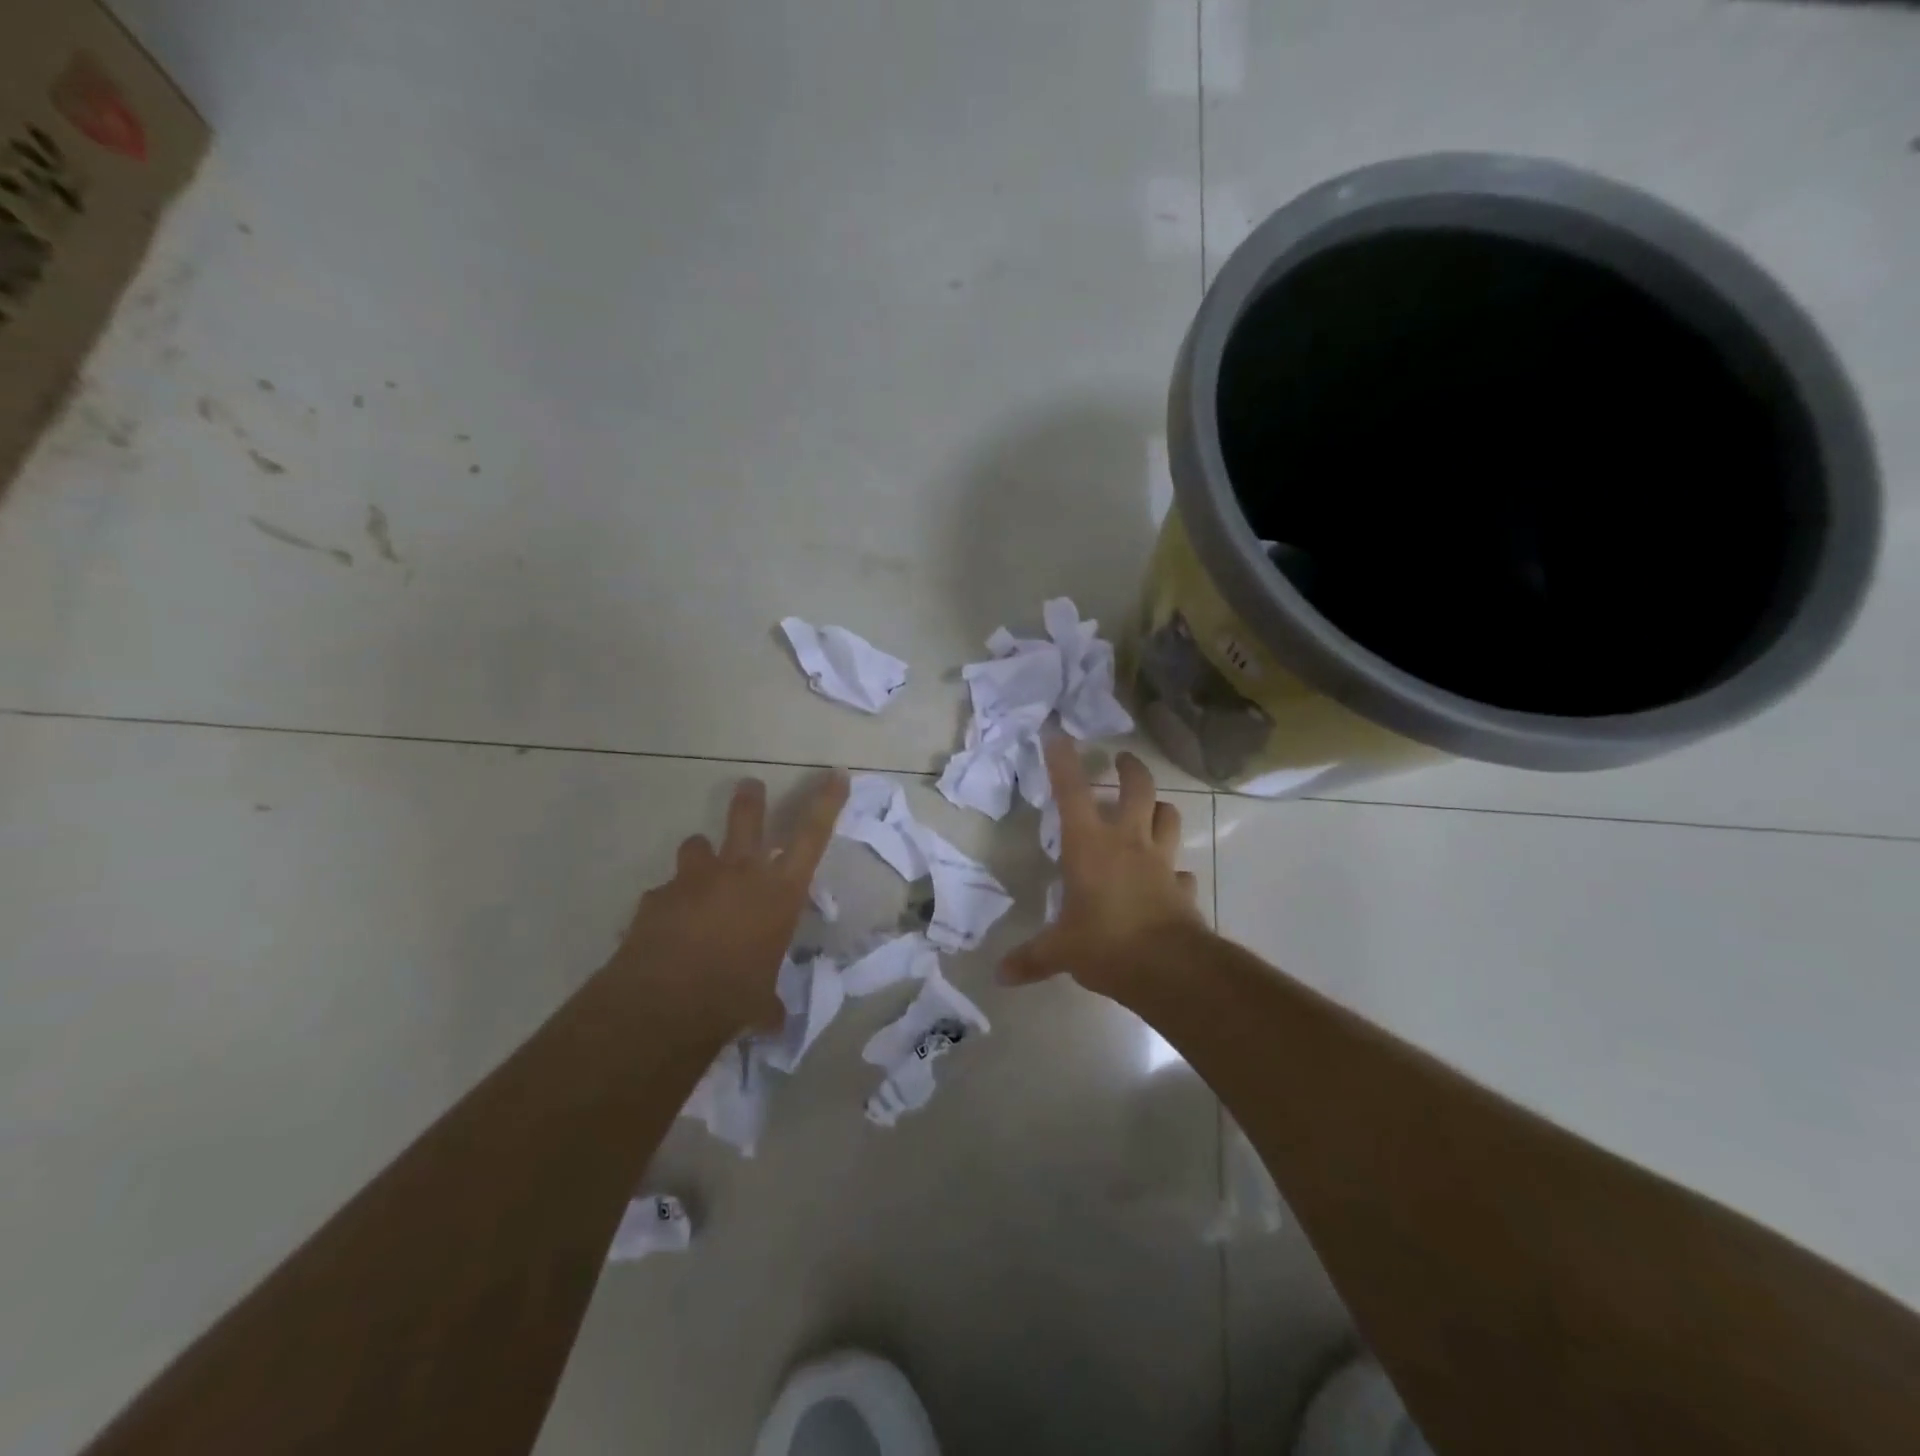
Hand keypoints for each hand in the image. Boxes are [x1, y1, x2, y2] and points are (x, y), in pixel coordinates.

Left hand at [608, 769, 849, 1037]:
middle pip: (748, 817)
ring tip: (698, 872)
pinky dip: (668, 905)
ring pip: (697, 845)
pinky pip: (664, 893)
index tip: (836, 774)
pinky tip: (664, 930)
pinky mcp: (657, 896)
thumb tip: (772, 1020)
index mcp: (779, 892)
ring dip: (700, 855)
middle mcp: (740, 873)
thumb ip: (768, 1002)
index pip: (813, 835)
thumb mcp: (762, 1002)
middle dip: (750, 799)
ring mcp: (695, 879)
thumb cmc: (734, 996)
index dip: (827, 801)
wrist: (667, 1001)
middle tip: (750, 786)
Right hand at [1001, 738, 1204, 995]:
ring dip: (1160, 809)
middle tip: (1123, 759)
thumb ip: (1031, 958)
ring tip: (1152, 809)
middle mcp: (1128, 843)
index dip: (1063, 761)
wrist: (1168, 967)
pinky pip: (1181, 871)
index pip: (1072, 792)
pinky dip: (1175, 871)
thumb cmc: (1105, 944)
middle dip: (1130, 768)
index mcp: (1090, 845)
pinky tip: (1169, 880)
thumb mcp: (1060, 951)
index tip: (1058, 734)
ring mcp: (1160, 862)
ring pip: (1168, 818)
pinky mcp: (1182, 887)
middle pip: (1137, 789)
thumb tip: (999, 975)